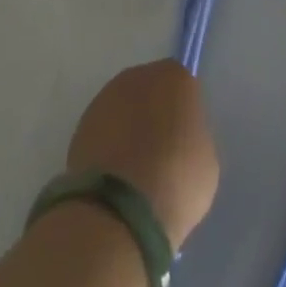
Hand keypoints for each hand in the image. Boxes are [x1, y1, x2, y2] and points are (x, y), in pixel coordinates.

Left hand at [66, 60, 219, 249]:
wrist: (119, 209)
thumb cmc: (176, 179)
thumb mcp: (205, 160)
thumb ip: (192, 138)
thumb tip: (177, 140)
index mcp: (174, 77)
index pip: (183, 87)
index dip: (183, 113)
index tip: (184, 140)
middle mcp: (138, 77)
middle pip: (150, 92)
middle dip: (154, 116)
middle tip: (160, 154)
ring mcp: (104, 100)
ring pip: (123, 111)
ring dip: (128, 131)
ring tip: (134, 172)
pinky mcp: (79, 127)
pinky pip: (103, 133)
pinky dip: (108, 149)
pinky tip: (114, 180)